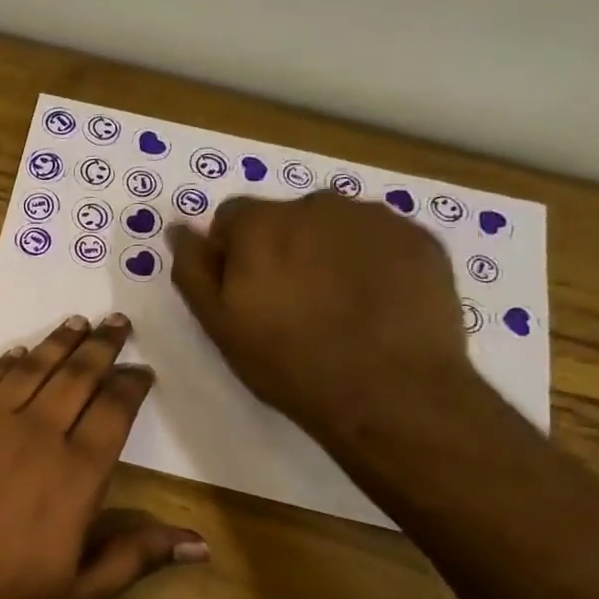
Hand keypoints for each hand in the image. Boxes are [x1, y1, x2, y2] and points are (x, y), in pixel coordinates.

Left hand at [0, 315, 206, 598]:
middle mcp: (36, 435)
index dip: (131, 385)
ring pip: (30, 369)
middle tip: (117, 322)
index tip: (143, 369)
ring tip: (76, 322)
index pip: (114, 411)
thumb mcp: (81, 596)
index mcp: (77, 473)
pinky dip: (5, 363)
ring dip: (56, 342)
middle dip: (101, 347)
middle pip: (76, 377)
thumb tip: (200, 544)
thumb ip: (137, 557)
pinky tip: (17, 353)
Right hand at [167, 194, 474, 435]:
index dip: (231, 253)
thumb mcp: (219, 325)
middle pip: (285, 217)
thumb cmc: (289, 363)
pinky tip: (375, 304)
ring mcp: (375, 218)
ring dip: (326, 251)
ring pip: (335, 226)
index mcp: (261, 224)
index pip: (231, 217)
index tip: (244, 292)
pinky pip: (380, 240)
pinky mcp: (420, 238)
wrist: (391, 393)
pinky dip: (372, 261)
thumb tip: (178, 229)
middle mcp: (317, 205)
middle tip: (291, 303)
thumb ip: (193, 269)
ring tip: (337, 304)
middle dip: (281, 248)